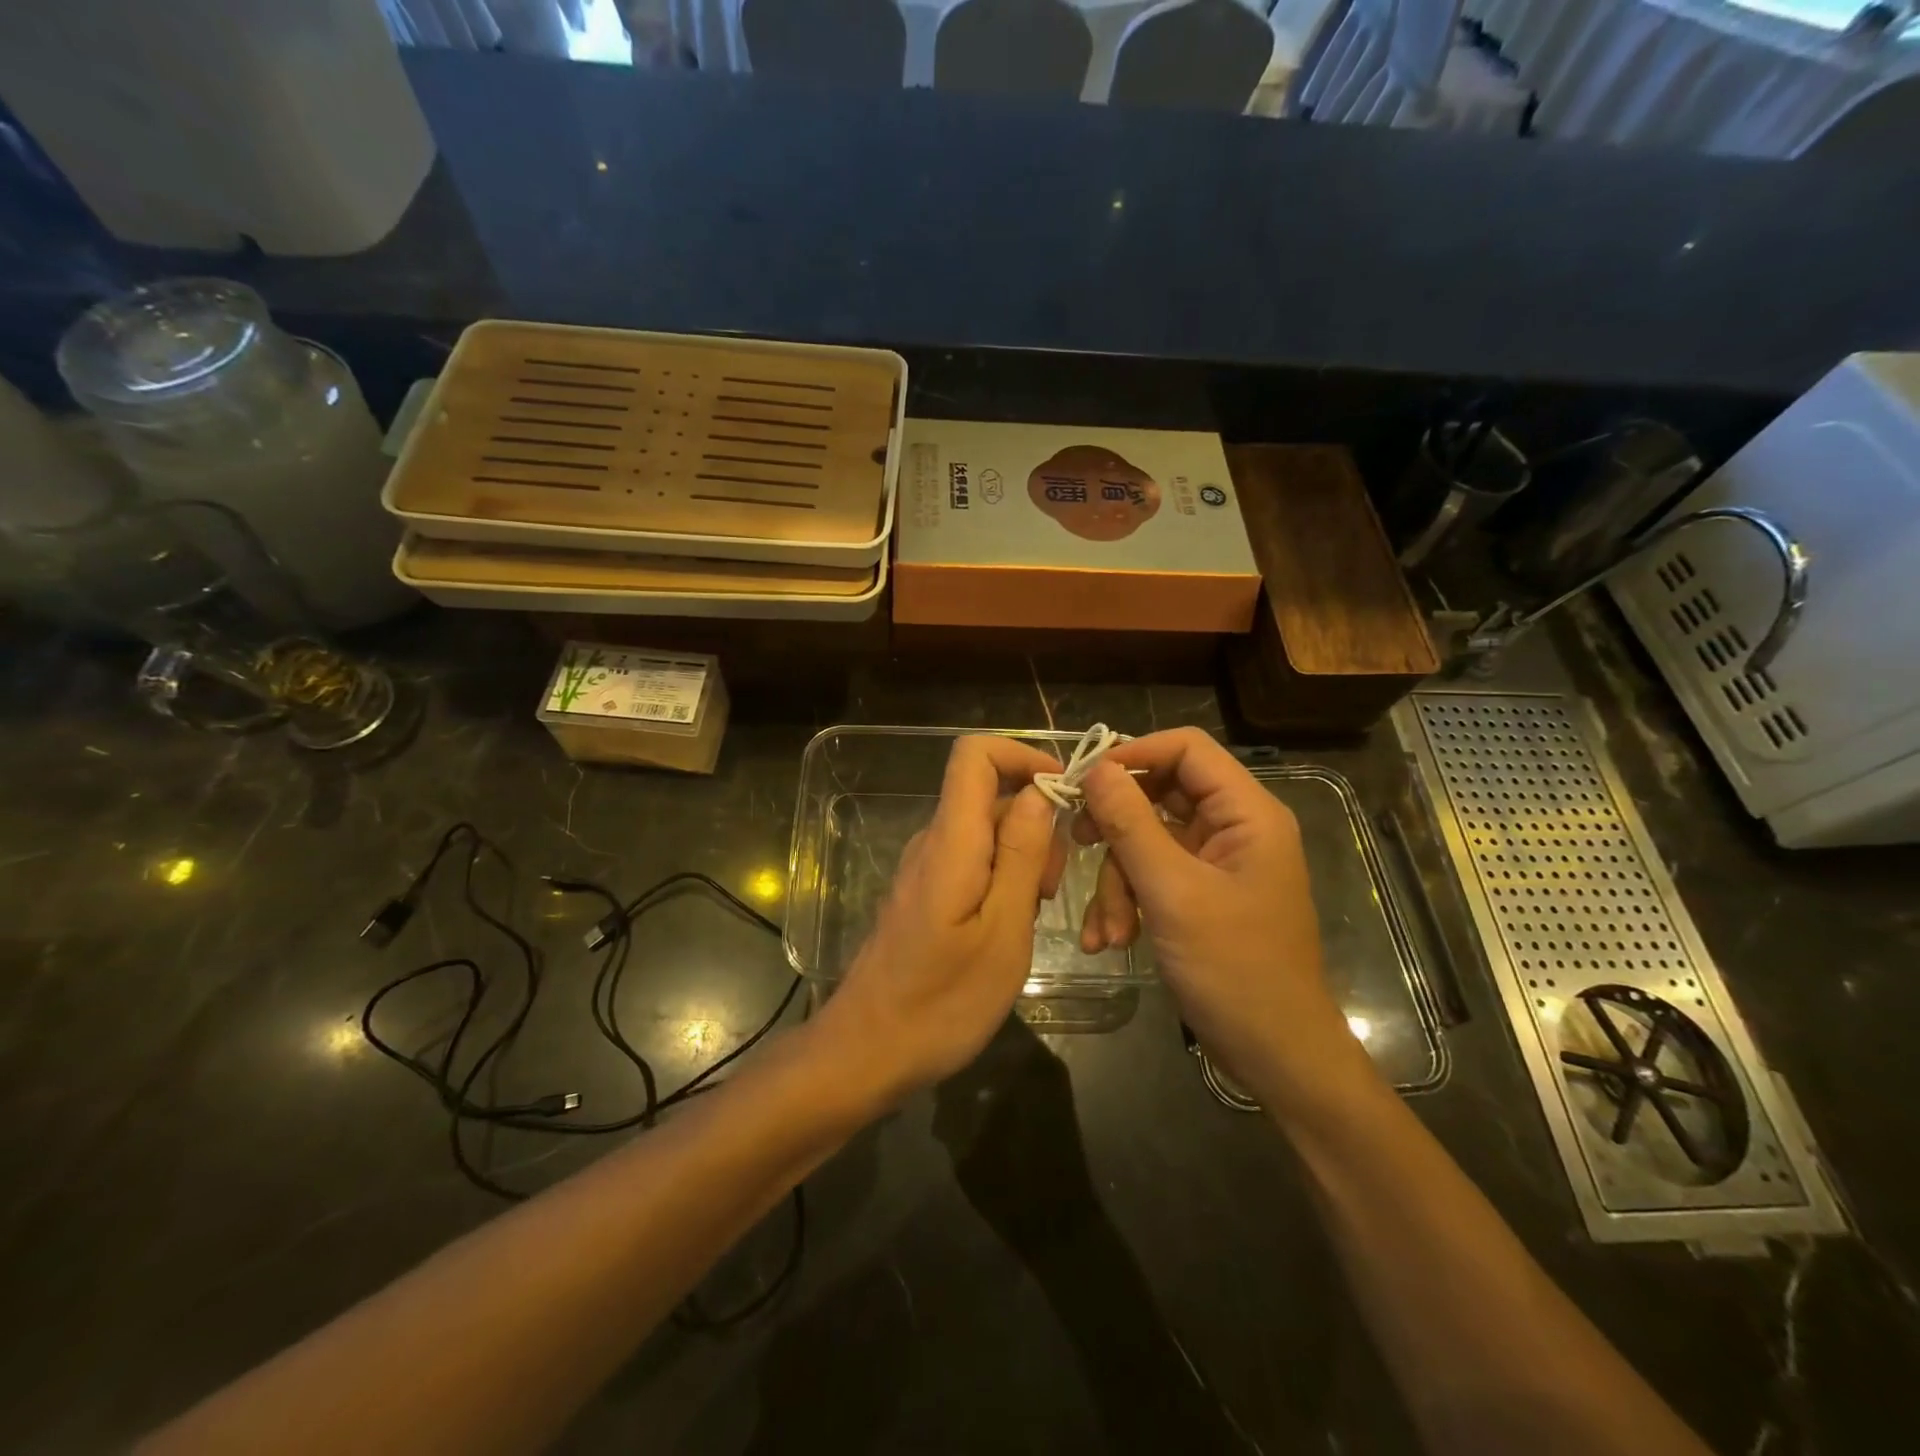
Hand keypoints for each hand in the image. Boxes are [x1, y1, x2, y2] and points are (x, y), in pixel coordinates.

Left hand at [820, 735, 1065, 1104]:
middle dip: (1036, 823)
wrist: (866, 1052)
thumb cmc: (942, 1002)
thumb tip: (1039, 793)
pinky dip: (1002, 879)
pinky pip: (970, 862)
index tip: (1066, 794)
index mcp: (951, 840)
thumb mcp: (1003, 931)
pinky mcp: (923, 894)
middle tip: (1054, 887)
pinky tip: (1010, 928)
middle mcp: (932, 842)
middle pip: (989, 795)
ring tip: (1034, 914)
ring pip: (984, 832)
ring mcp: (924, 868)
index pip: (974, 754)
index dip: (1023, 757)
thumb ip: (1021, 854)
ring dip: (1023, 857)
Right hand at [1072, 729, 1375, 1106]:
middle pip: (1159, 794)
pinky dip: (1127, 901)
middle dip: (1116, 830)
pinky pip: (1151, 875)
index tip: (1084, 778)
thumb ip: (1131, 824)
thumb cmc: (1234, 969)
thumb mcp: (1173, 893)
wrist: (1274, 1053)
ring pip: (1146, 840)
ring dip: (1118, 882)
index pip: (1187, 748)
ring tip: (1108, 931)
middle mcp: (1233, 827)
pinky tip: (1110, 940)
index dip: (1134, 754)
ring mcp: (1215, 862)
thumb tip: (1095, 768)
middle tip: (1077, 843)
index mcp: (1246, 812)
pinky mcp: (1199, 893)